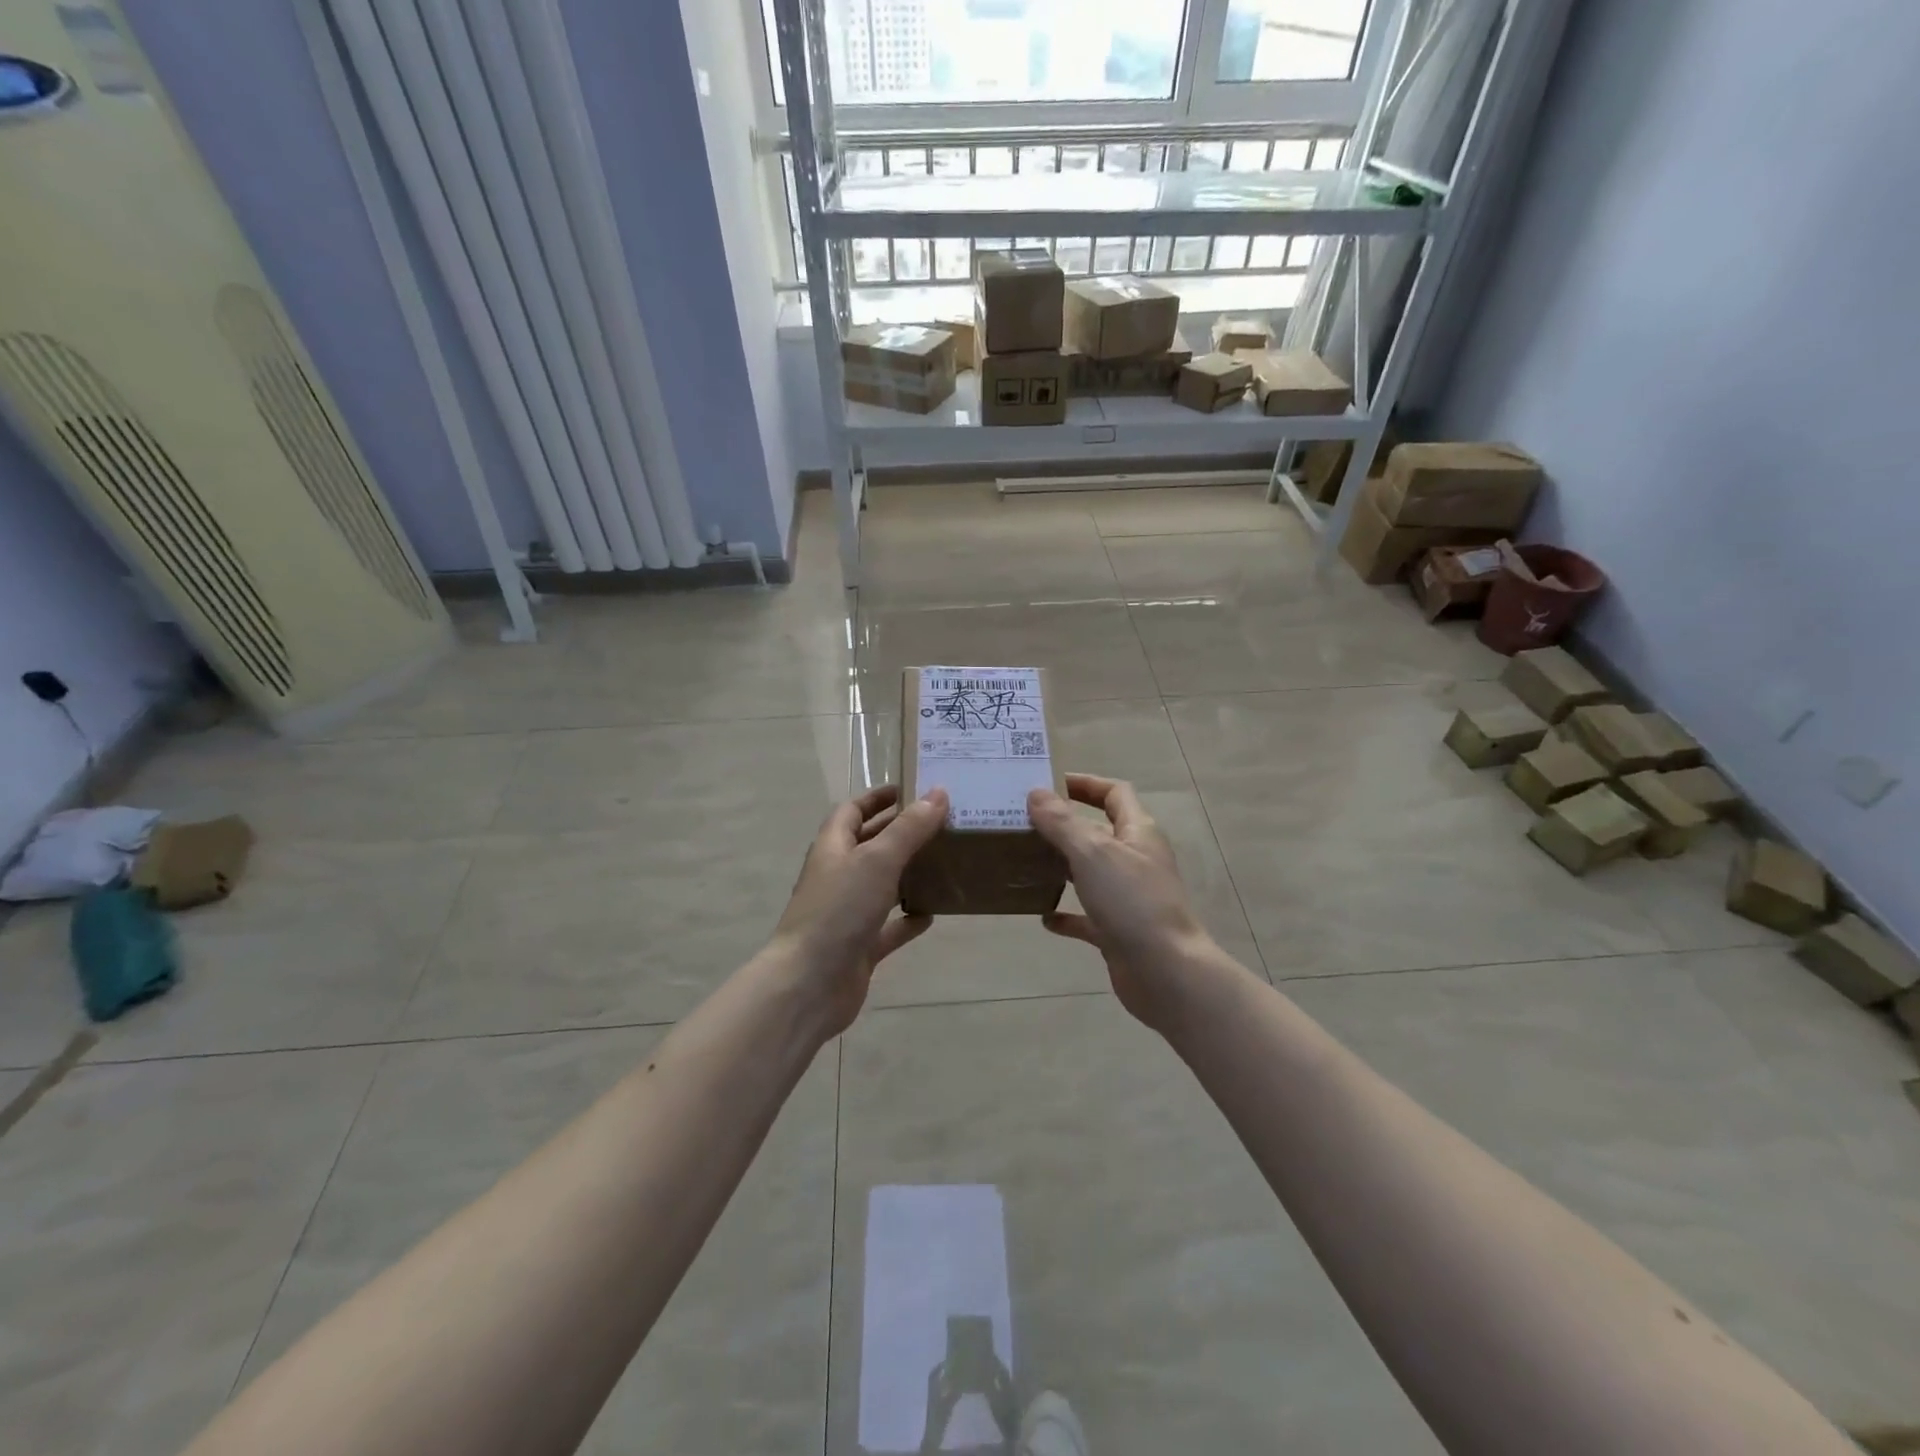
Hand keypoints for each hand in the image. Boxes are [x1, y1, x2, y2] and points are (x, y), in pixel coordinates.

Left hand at [769, 784, 948, 1037]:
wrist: (810, 985)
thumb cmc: (839, 911)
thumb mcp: (877, 860)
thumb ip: (909, 829)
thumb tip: (938, 793)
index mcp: (833, 848)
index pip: (852, 811)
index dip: (877, 798)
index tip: (909, 789)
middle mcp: (838, 876)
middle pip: (868, 845)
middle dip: (899, 832)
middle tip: (939, 823)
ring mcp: (847, 913)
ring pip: (881, 885)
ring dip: (907, 874)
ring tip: (944, 862)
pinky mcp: (859, 947)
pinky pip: (888, 927)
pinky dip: (908, 919)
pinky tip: (933, 914)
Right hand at [1028, 774, 1215, 1031]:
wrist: (1166, 973)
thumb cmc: (1132, 902)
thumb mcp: (1092, 853)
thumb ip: (1062, 823)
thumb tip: (1036, 794)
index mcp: (1138, 832)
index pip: (1114, 793)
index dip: (1085, 784)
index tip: (1049, 783)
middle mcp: (1136, 860)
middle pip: (1099, 832)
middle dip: (1064, 826)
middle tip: (1024, 823)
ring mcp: (1129, 897)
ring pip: (1091, 873)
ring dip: (1062, 867)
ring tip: (1026, 863)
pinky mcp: (1120, 930)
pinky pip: (1088, 917)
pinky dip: (1067, 914)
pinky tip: (1043, 918)